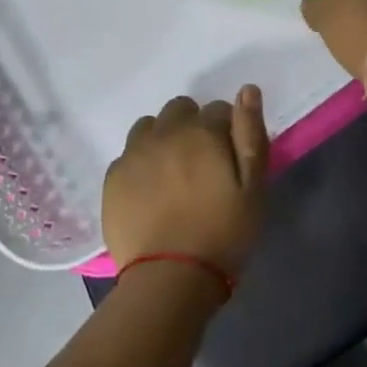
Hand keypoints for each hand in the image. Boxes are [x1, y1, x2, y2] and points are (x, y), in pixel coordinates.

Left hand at [102, 86, 269, 279]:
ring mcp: (133, 154)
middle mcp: (164, 133)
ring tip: (173, 173)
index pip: (220, 109)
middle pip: (180, 109)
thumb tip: (247, 90)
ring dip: (163, 138)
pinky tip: (149, 190)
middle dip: (193, 127)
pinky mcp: (113, 177)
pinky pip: (128, 154)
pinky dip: (140, 162)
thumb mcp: (253, 188)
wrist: (169, 277)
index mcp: (202, 132)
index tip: (230, 158)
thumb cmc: (223, 233)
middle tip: (201, 164)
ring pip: (150, 127)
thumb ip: (250, 135)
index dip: (228, 130)